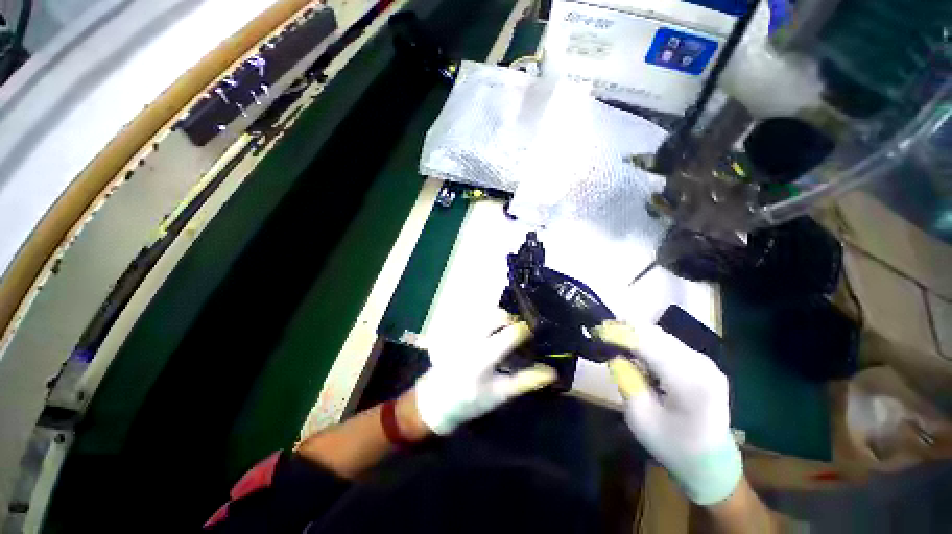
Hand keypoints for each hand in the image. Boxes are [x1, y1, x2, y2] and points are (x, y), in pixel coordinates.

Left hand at [415, 322, 556, 434]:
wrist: (437, 400)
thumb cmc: (471, 401)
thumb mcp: (499, 394)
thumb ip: (525, 381)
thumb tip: (550, 372)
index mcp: (482, 358)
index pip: (509, 335)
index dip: (524, 330)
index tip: (531, 333)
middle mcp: (470, 340)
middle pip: (495, 315)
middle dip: (510, 319)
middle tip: (516, 332)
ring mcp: (460, 333)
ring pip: (484, 313)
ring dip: (497, 318)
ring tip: (503, 332)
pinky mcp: (454, 331)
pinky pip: (474, 317)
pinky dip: (485, 320)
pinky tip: (488, 333)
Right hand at [596, 321, 741, 504]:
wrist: (710, 462)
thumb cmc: (672, 445)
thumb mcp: (640, 418)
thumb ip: (626, 381)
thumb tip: (614, 355)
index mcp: (689, 382)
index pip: (648, 345)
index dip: (619, 334)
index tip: (596, 332)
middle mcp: (700, 365)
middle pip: (656, 335)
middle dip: (625, 328)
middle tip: (601, 331)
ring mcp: (704, 362)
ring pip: (661, 335)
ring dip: (635, 333)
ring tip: (612, 336)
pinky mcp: (701, 363)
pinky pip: (667, 343)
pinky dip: (646, 341)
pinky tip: (632, 346)